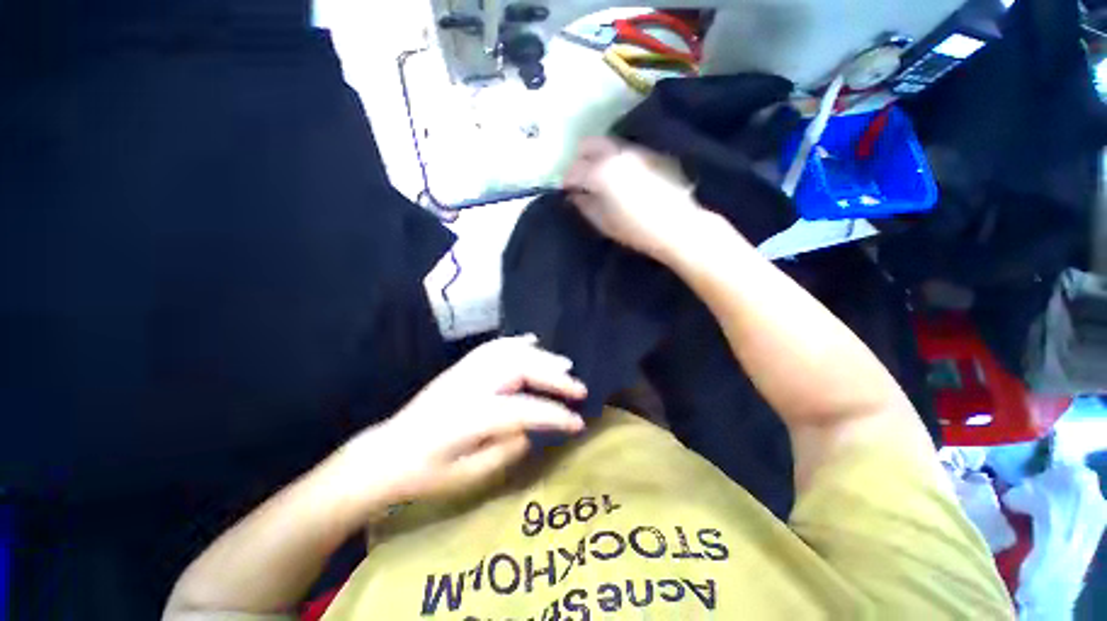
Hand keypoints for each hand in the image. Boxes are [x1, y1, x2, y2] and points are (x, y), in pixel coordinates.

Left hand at [335, 336, 586, 506]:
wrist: (386, 454)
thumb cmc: (424, 474)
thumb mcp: (467, 477)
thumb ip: (505, 449)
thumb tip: (531, 428)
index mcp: (470, 416)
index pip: (524, 410)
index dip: (554, 415)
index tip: (577, 423)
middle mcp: (470, 385)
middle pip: (520, 368)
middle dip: (554, 377)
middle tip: (578, 388)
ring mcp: (465, 371)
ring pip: (510, 352)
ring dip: (541, 356)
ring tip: (565, 364)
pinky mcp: (462, 367)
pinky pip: (495, 347)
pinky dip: (517, 342)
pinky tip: (532, 341)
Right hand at [563, 137, 703, 259]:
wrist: (676, 226)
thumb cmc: (635, 229)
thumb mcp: (603, 222)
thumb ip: (585, 205)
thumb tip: (575, 196)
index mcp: (601, 173)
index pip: (574, 170)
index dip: (567, 181)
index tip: (565, 190)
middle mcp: (616, 154)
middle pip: (588, 144)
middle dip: (579, 159)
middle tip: (579, 179)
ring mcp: (634, 151)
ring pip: (607, 144)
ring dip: (596, 156)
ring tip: (597, 177)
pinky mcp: (648, 155)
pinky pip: (623, 150)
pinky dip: (613, 158)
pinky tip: (617, 176)